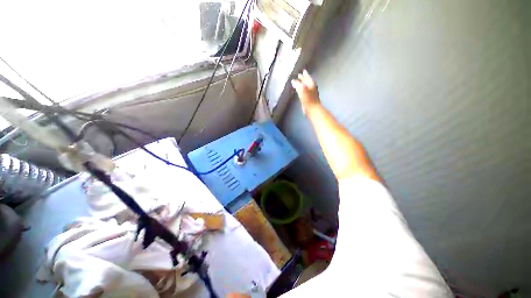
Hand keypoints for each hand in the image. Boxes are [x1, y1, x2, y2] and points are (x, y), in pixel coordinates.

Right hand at [291, 70, 319, 114]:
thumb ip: (297, 84)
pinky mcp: (308, 98)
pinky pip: (304, 91)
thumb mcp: (302, 89)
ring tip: (298, 82)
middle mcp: (311, 87)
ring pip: (305, 86)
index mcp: (311, 84)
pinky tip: (299, 90)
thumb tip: (293, 81)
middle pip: (306, 81)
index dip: (304, 74)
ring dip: (301, 84)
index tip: (302, 71)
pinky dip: (301, 89)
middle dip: (303, 78)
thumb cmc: (308, 98)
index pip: (307, 77)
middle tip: (299, 75)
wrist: (312, 108)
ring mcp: (310, 93)